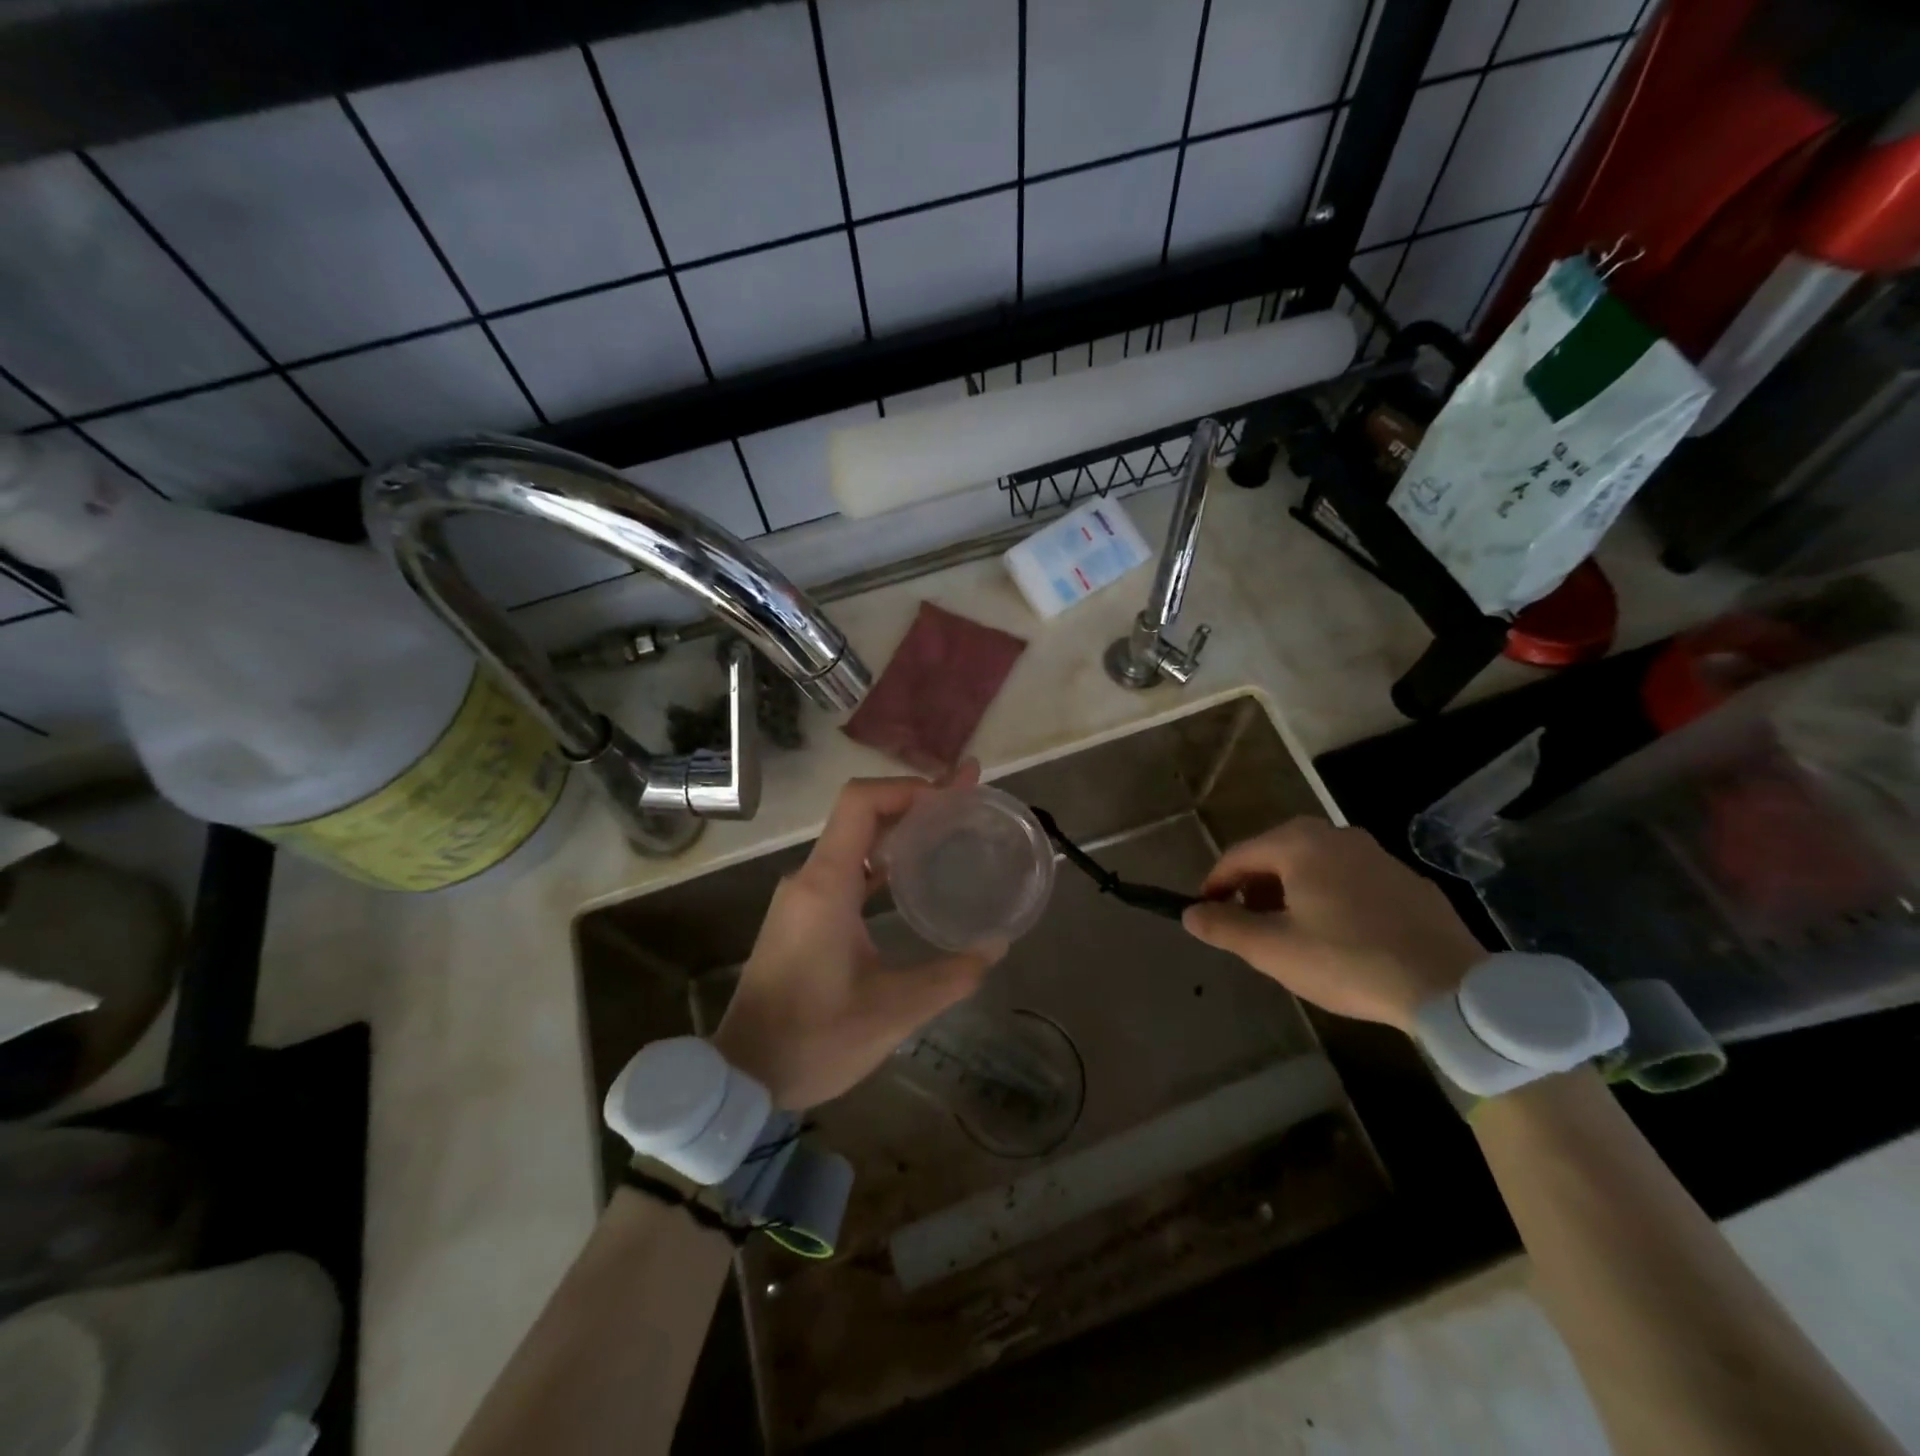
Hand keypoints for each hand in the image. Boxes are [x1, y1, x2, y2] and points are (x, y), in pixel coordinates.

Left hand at [714, 765, 1004, 1109]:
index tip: (953, 795)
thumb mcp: (891, 1012)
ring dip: (900, 830)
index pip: (861, 802)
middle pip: (862, 815)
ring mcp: (803, 897)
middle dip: (915, 802)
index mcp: (826, 885)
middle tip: (968, 798)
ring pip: (854, 841)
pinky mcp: (804, 916)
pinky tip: (915, 873)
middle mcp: (810, 878)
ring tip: (951, 827)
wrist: (743, 1077)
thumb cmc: (813, 1040)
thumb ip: (949, 977)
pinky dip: (882, 859)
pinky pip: (846, 869)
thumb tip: (996, 947)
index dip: (908, 788)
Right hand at [1182, 817, 1484, 1030]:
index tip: (1206, 913)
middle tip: (1248, 925)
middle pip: (1276, 855)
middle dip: (1254, 888)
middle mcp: (1336, 835)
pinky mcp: (1407, 880)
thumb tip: (1190, 913)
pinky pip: (1349, 879)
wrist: (1452, 987)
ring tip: (1290, 933)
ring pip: (1314, 865)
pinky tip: (1339, 936)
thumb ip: (1225, 927)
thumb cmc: (1348, 961)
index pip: (1238, 856)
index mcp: (1299, 844)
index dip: (1215, 885)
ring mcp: (1377, 855)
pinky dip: (1329, 897)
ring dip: (1290, 892)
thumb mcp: (1273, 950)